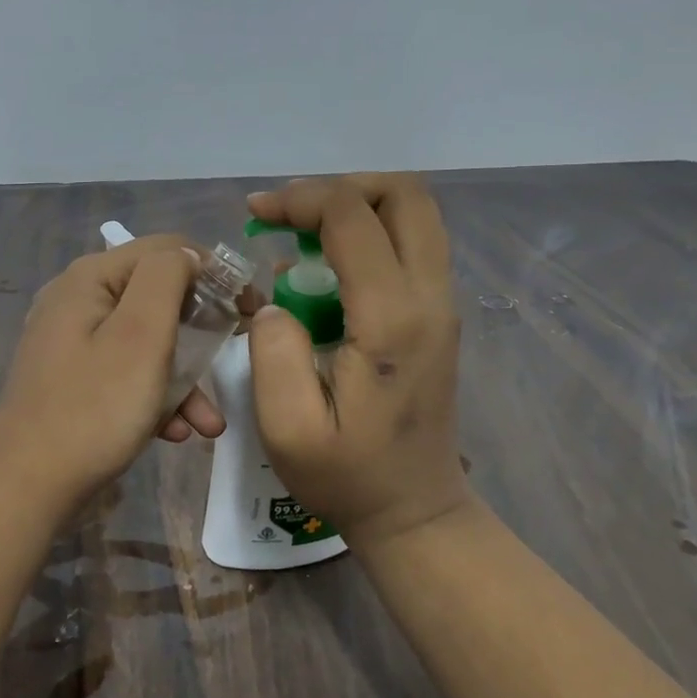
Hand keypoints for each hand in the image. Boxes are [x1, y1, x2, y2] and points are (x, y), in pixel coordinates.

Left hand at [0, 236, 226, 508]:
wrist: (27, 487)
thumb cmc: (94, 408)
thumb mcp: (141, 335)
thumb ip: (166, 279)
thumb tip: (186, 256)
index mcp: (90, 278)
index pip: (167, 249)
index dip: (214, 272)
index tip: (249, 309)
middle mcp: (76, 299)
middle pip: (157, 296)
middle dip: (200, 333)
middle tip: (233, 357)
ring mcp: (71, 341)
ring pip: (145, 342)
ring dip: (183, 377)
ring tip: (209, 423)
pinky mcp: (72, 378)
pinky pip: (125, 372)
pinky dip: (155, 396)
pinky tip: (175, 432)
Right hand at [245, 175, 473, 545]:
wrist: (414, 510)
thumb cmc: (347, 475)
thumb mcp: (287, 426)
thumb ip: (272, 351)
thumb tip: (276, 301)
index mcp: (392, 318)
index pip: (352, 217)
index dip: (299, 200)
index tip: (256, 214)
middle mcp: (429, 297)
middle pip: (405, 194)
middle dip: (340, 187)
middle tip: (290, 215)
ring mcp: (441, 304)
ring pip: (414, 214)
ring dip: (355, 208)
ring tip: (301, 236)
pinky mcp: (437, 314)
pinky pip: (410, 245)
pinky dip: (367, 235)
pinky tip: (323, 271)